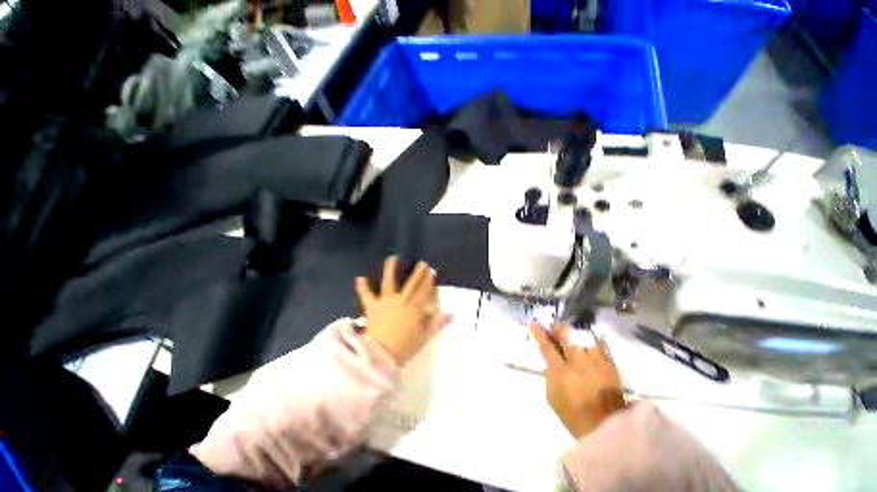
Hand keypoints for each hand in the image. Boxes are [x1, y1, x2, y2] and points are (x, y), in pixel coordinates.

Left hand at [356, 256, 446, 364]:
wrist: (379, 355)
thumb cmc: (404, 347)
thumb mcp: (423, 336)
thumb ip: (435, 323)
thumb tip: (448, 313)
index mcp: (414, 308)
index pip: (424, 291)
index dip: (429, 281)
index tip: (432, 271)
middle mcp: (401, 300)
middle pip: (411, 284)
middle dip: (418, 273)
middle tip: (422, 263)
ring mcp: (385, 302)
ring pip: (388, 282)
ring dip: (391, 269)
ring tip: (392, 258)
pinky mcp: (372, 307)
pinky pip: (366, 296)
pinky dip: (363, 287)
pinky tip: (360, 278)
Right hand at [530, 322, 626, 438]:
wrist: (607, 429)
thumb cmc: (574, 415)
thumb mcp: (552, 397)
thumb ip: (550, 375)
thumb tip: (551, 360)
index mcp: (562, 372)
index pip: (547, 346)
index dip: (539, 333)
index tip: (533, 322)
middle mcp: (579, 363)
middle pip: (567, 335)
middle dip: (557, 328)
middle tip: (553, 328)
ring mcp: (597, 362)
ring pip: (584, 336)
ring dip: (574, 333)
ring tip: (570, 335)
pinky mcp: (611, 366)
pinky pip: (601, 344)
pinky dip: (591, 340)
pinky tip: (587, 343)